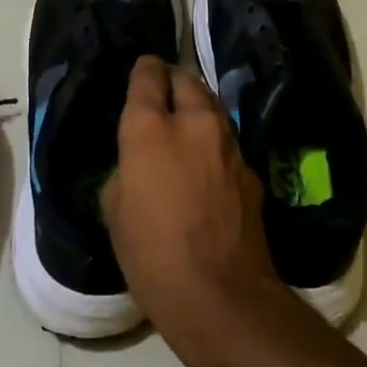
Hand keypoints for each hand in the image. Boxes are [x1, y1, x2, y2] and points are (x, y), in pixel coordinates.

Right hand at [101, 56, 296, 366]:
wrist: (221, 295)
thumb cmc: (152, 256)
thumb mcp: (115, 213)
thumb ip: (125, 172)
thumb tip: (139, 165)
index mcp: (151, 129)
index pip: (149, 77)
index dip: (144, 70)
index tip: (142, 72)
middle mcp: (195, 124)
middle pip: (187, 80)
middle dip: (174, 81)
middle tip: (162, 95)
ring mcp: (229, 145)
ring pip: (212, 108)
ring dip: (197, 108)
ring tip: (184, 124)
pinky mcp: (252, 171)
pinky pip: (227, 142)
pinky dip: (214, 143)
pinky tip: (207, 164)